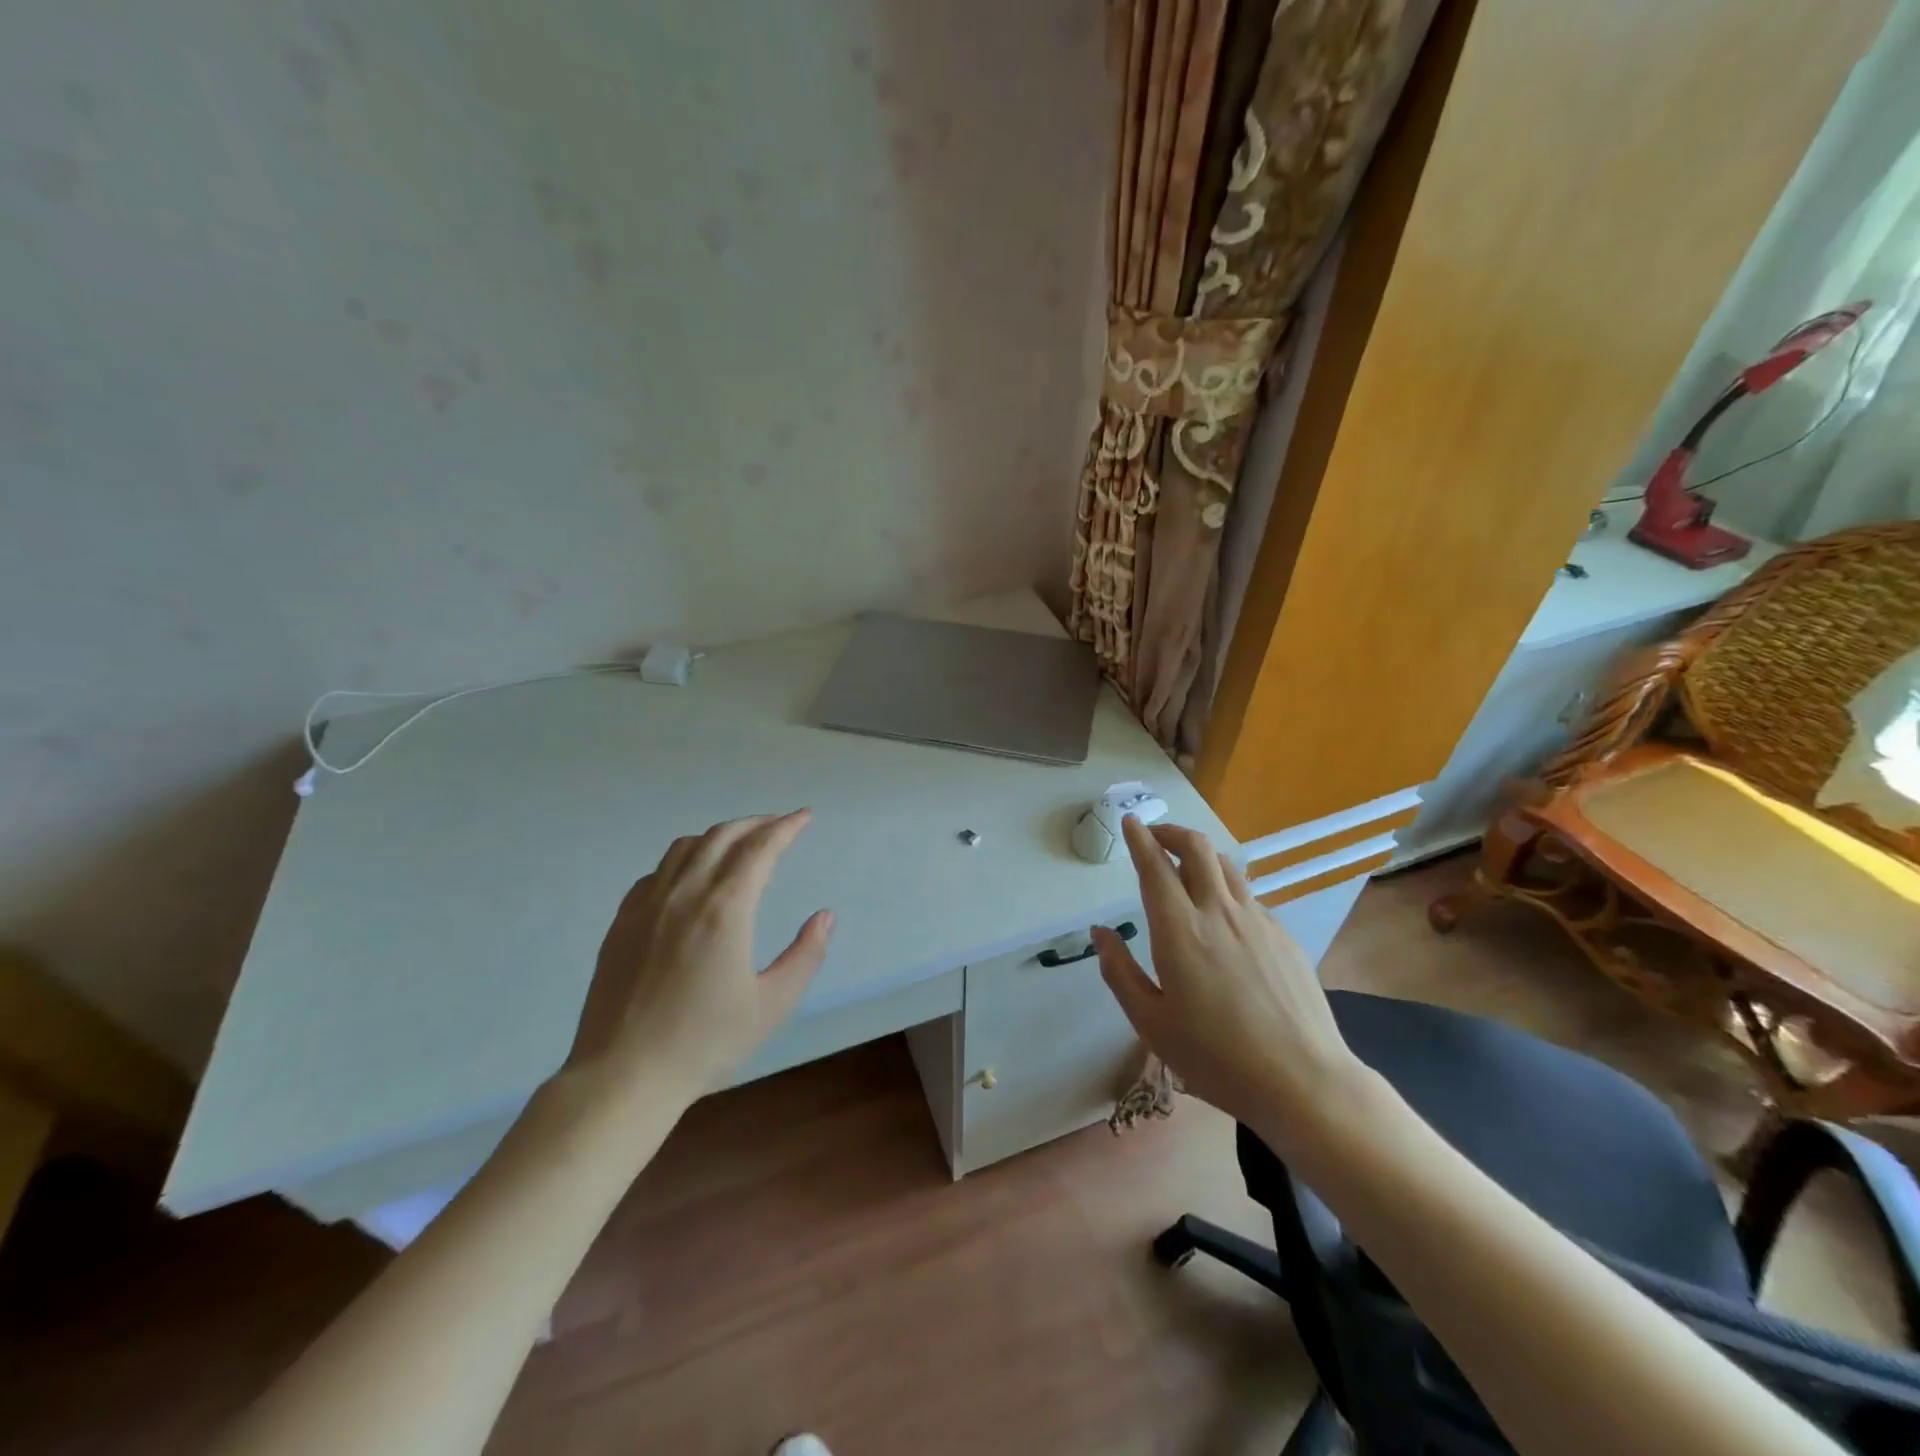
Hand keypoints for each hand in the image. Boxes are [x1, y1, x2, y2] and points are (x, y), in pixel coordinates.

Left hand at [567, 810, 834, 1103]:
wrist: (623, 1076)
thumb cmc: (704, 1043)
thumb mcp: (771, 1005)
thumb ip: (805, 955)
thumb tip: (825, 916)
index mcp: (724, 910)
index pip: (760, 849)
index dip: (786, 827)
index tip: (804, 816)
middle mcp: (684, 894)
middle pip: (723, 836)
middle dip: (756, 823)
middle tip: (779, 825)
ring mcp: (647, 905)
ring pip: (685, 847)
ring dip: (719, 835)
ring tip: (740, 844)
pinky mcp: (622, 922)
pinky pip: (657, 871)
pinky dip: (684, 859)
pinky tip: (691, 877)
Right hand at [1092, 816, 1366, 1142]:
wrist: (1302, 1081)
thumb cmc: (1215, 1057)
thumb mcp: (1151, 1022)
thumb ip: (1120, 971)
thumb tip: (1100, 933)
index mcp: (1180, 930)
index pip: (1155, 867)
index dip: (1140, 839)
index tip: (1129, 821)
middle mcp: (1219, 912)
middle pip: (1197, 848)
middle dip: (1171, 832)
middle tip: (1154, 837)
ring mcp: (1258, 921)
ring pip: (1227, 865)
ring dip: (1201, 855)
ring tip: (1186, 868)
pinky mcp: (1284, 936)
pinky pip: (1249, 896)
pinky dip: (1227, 889)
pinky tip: (1223, 918)